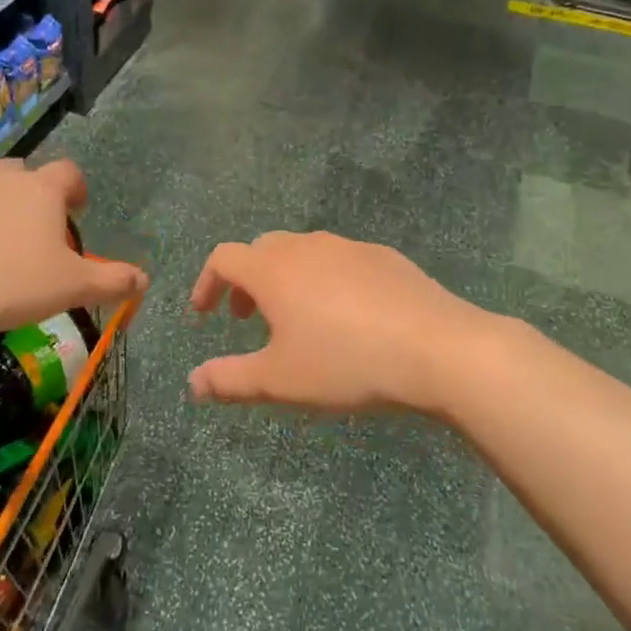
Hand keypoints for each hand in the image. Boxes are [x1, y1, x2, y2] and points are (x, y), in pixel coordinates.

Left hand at [0, 159, 146, 350]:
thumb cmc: (10, 284)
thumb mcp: (71, 287)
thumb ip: (111, 280)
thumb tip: (144, 279)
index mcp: (40, 190)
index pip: (68, 173)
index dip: (76, 190)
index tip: (75, 211)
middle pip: (23, 176)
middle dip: (30, 197)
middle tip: (30, 234)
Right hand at [188, 232, 507, 415]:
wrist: (437, 349)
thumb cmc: (346, 363)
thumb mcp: (280, 381)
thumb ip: (229, 380)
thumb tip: (192, 383)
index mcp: (273, 270)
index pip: (224, 258)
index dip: (207, 283)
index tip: (204, 313)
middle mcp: (306, 247)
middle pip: (261, 249)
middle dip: (246, 281)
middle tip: (249, 318)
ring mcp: (348, 247)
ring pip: (302, 252)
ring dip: (286, 278)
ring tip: (298, 319)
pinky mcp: (384, 256)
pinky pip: (340, 260)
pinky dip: (325, 279)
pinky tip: (348, 315)